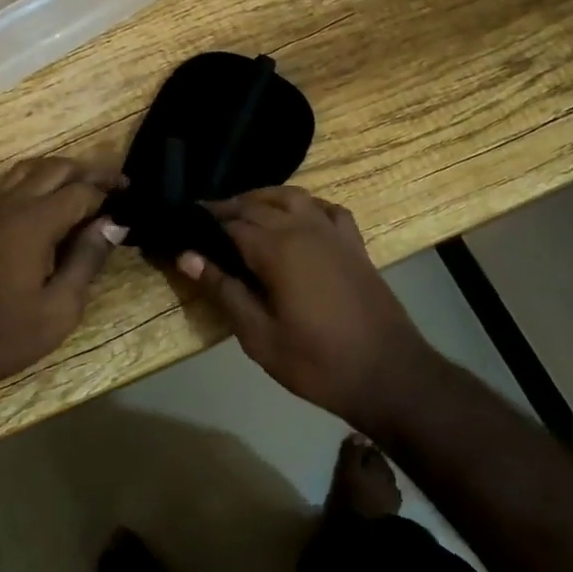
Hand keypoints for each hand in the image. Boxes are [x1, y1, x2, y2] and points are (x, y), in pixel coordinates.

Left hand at [0, 156, 126, 399]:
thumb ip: (88, 259)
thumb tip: (113, 223)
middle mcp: (10, 206)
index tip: (131, 200)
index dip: (108, 192)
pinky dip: (36, 180)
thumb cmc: (7, 336)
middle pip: (55, 169)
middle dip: (89, 171)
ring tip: (87, 187)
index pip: (80, 192)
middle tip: (117, 185)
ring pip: (29, 169)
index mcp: (32, 224)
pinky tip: (49, 200)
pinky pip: (10, 183)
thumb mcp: (61, 308)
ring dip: (61, 171)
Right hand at [174, 186, 433, 430]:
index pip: (231, 223)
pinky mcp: (354, 244)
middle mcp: (304, 229)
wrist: (389, 375)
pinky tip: (297, 216)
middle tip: (204, 220)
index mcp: (278, 250)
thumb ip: (224, 291)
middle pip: (258, 204)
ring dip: (263, 198)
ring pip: (293, 197)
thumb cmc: (317, 362)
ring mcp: (334, 233)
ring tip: (242, 211)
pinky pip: (326, 208)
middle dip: (228, 207)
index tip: (183, 226)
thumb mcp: (260, 336)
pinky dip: (305, 204)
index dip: (204, 223)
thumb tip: (187, 256)